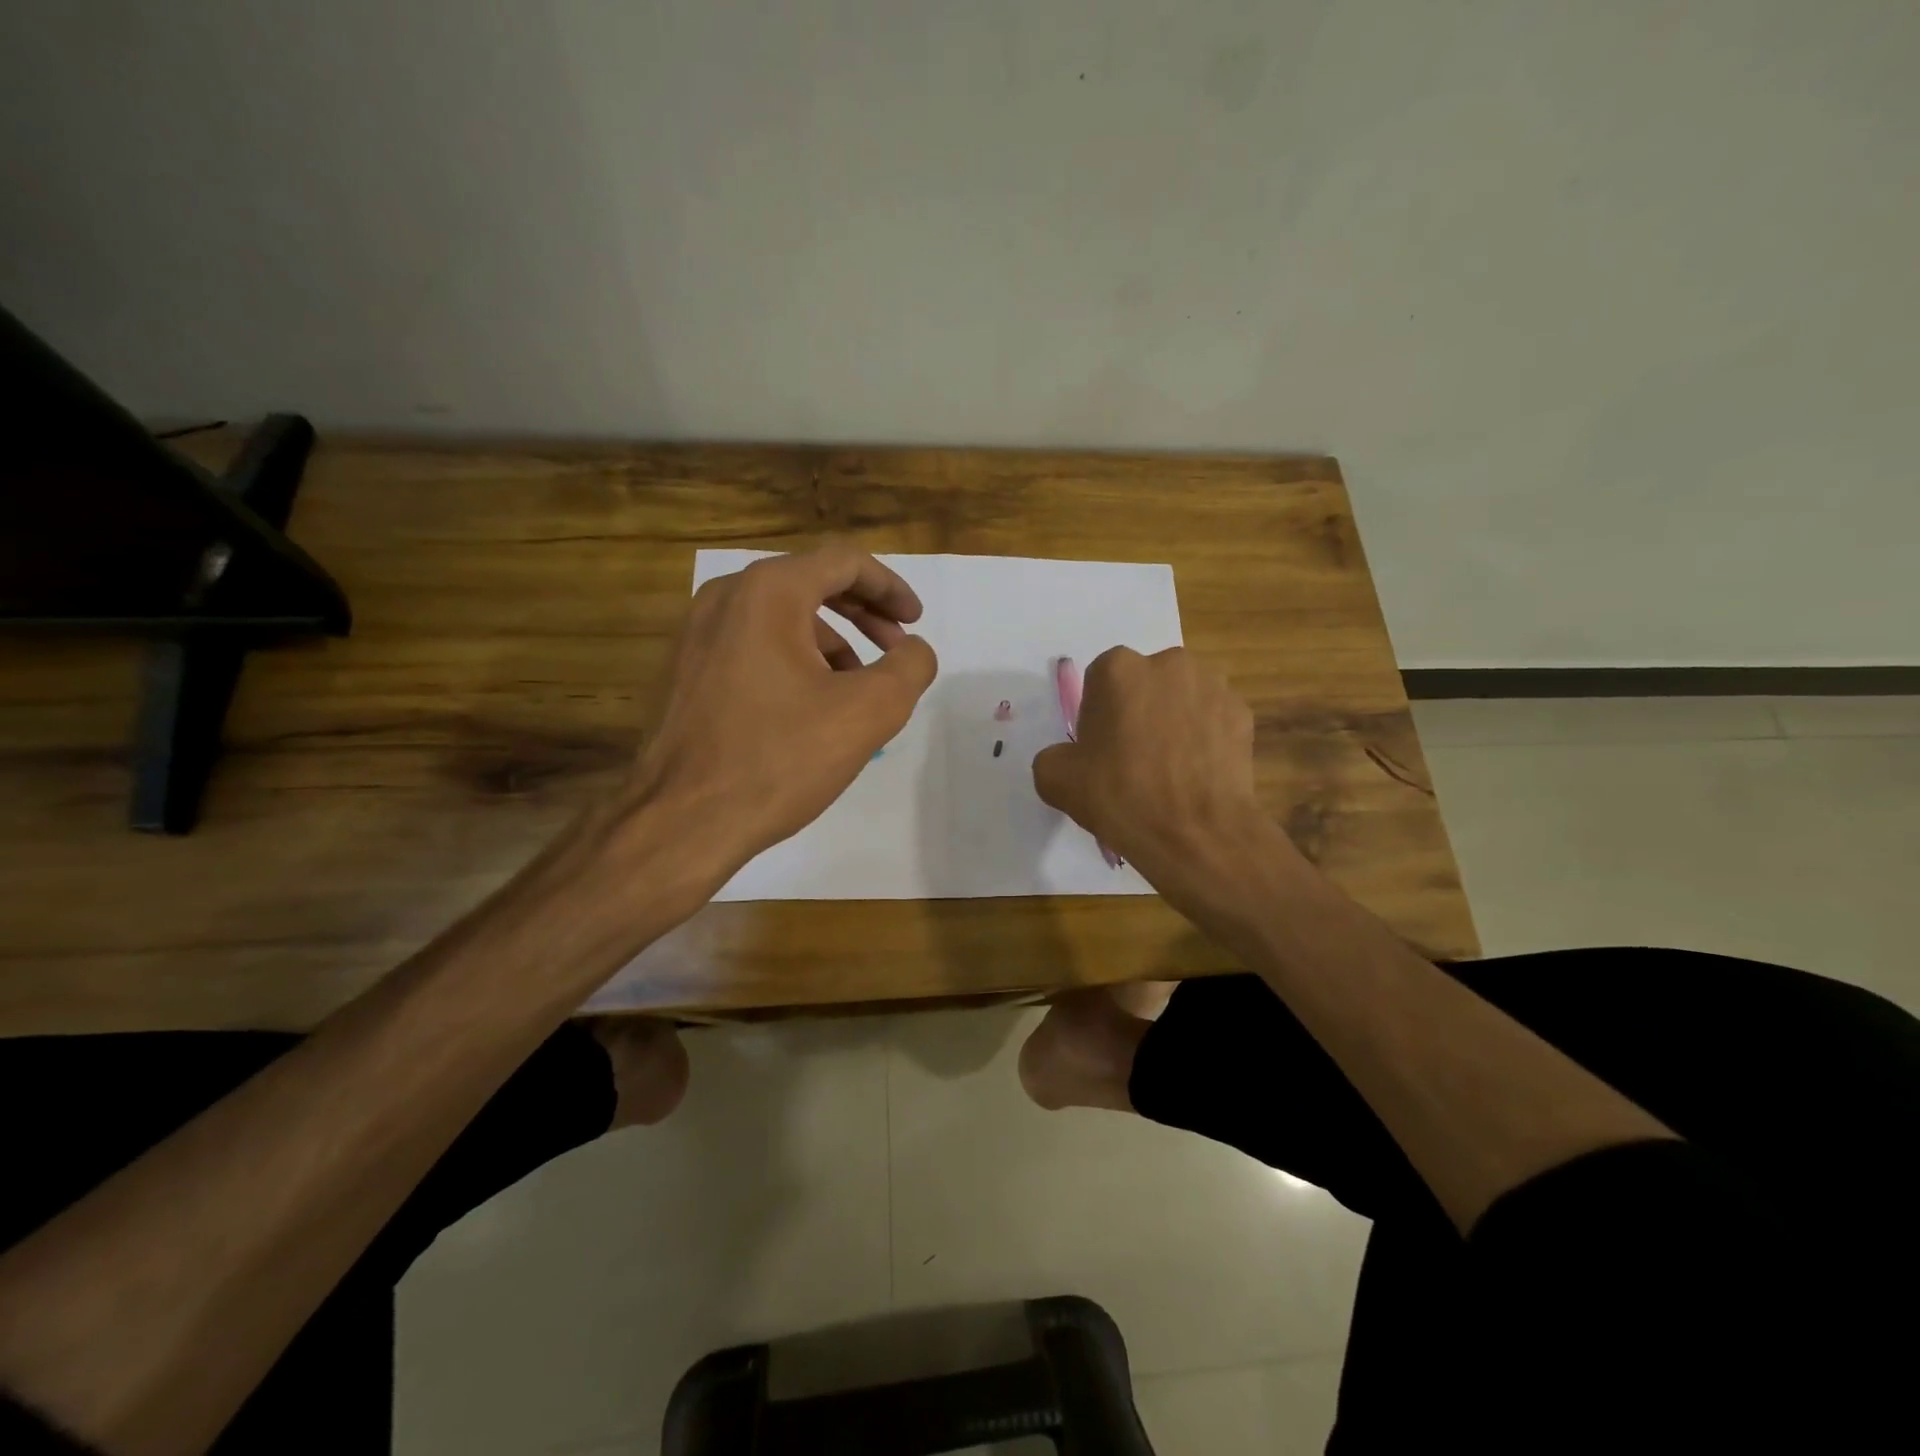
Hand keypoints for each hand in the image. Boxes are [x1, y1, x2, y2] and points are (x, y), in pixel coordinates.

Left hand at [619, 544, 937, 887]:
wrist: (680, 822)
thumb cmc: (778, 759)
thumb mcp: (867, 712)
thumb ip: (909, 668)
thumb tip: (914, 650)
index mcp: (768, 592)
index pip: (844, 562)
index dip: (890, 587)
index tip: (915, 622)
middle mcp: (725, 597)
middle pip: (810, 583)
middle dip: (862, 613)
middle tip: (895, 648)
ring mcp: (695, 634)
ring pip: (780, 618)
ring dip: (830, 641)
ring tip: (856, 689)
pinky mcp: (683, 670)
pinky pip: (751, 646)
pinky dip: (792, 660)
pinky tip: (809, 707)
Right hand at [1032, 647, 1274, 895]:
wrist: (1195, 833)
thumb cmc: (1120, 796)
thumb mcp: (1055, 779)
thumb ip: (1054, 755)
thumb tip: (1069, 758)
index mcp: (1118, 668)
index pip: (1098, 681)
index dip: (1097, 715)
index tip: (1100, 748)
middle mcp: (1168, 663)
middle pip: (1143, 683)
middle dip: (1137, 710)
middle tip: (1133, 757)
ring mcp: (1211, 686)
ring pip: (1181, 698)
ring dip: (1173, 719)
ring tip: (1169, 767)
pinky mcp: (1242, 712)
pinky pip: (1212, 719)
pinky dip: (1204, 737)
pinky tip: (1197, 773)